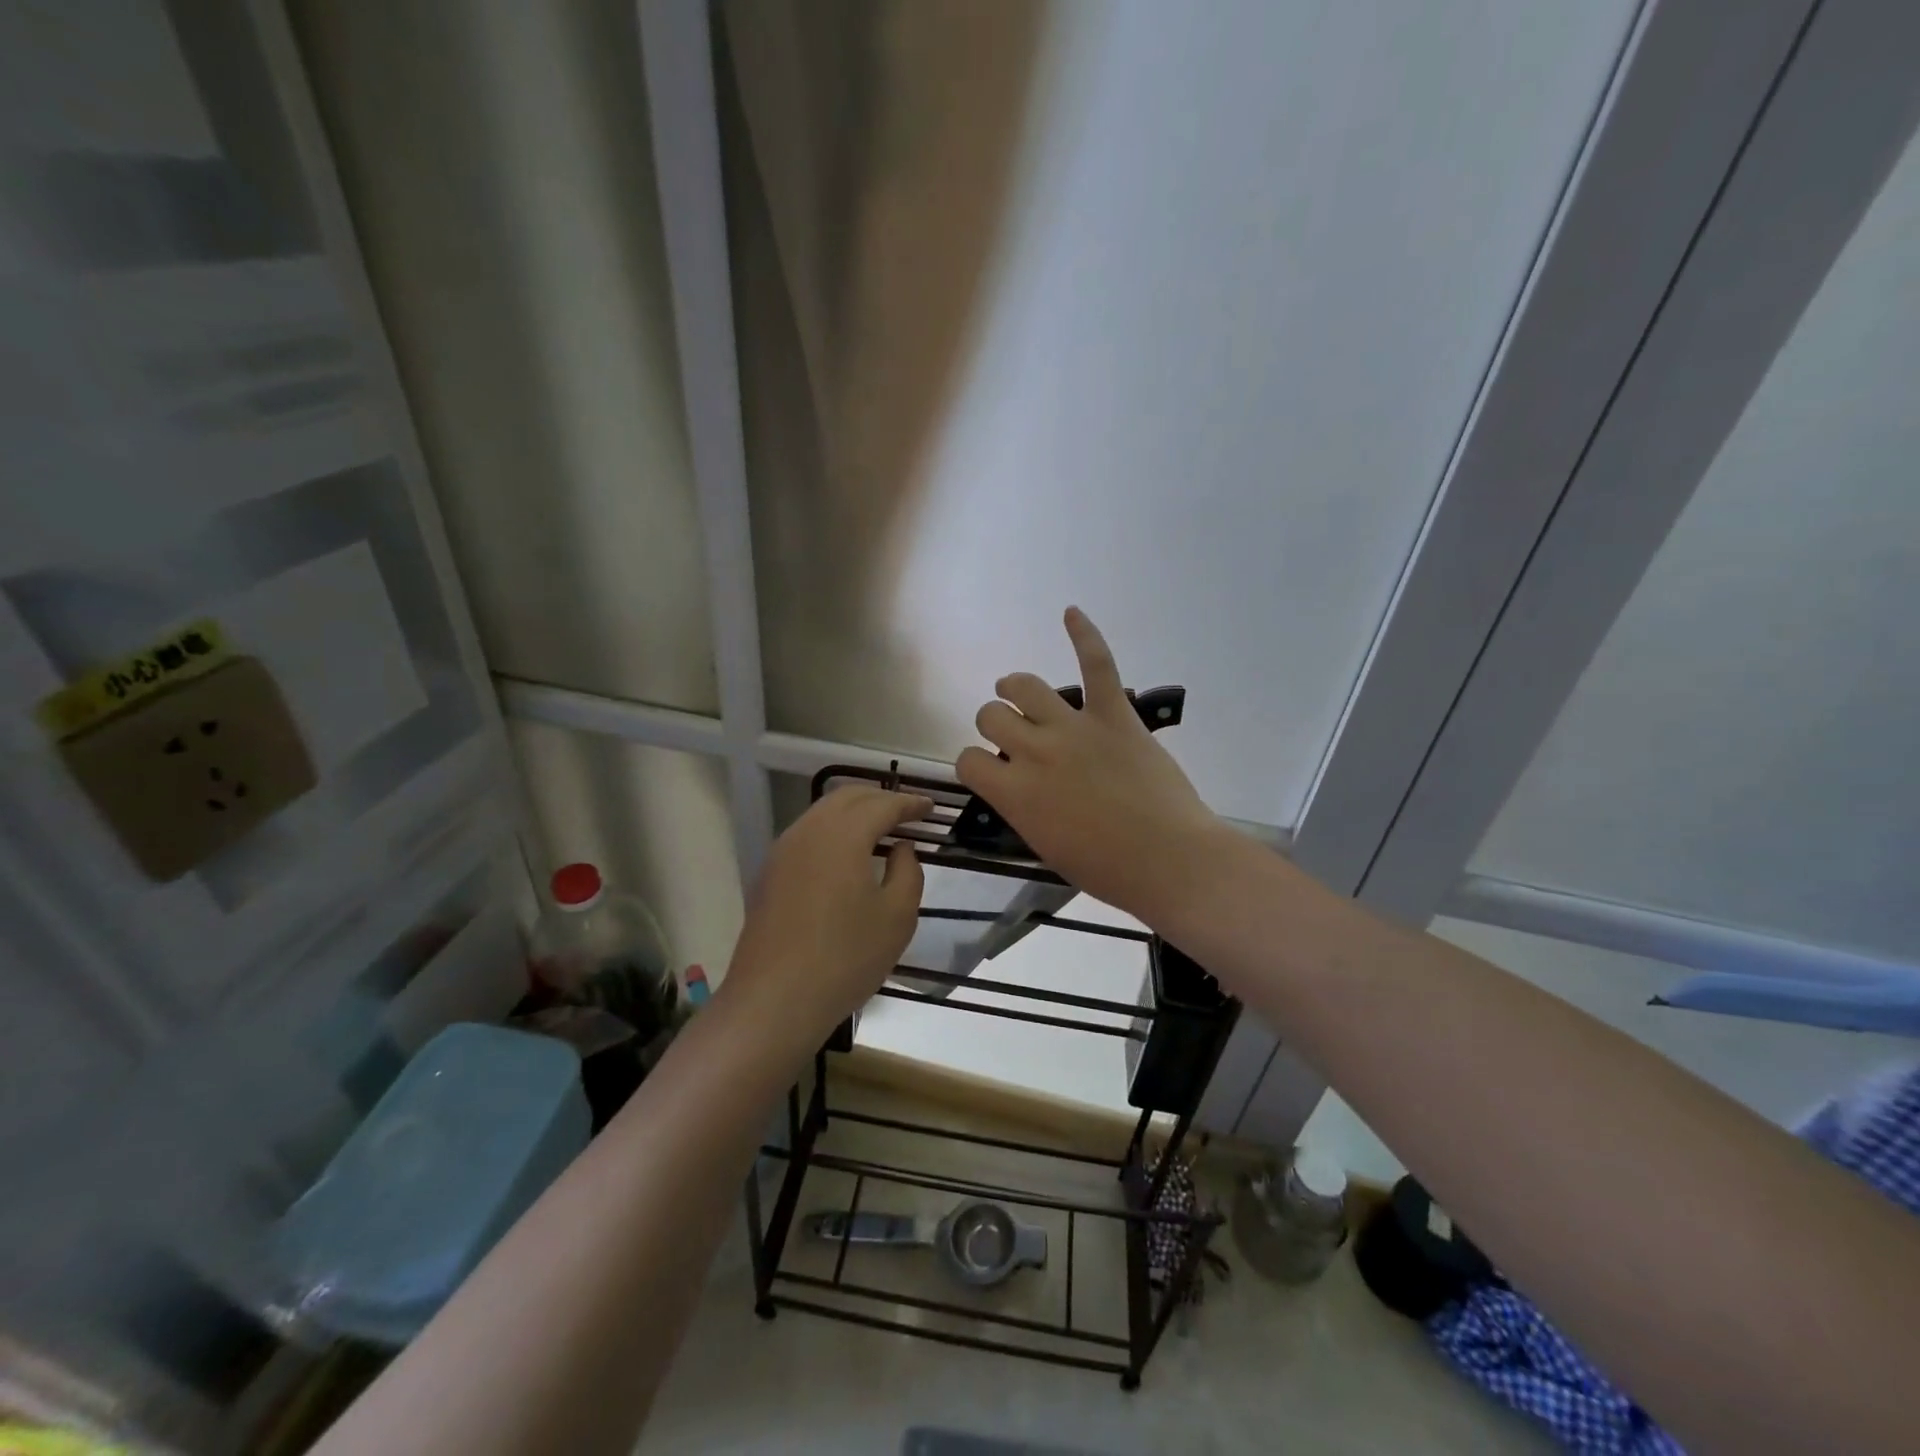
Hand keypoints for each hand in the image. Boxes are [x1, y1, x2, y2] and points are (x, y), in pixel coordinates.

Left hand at [719, 785, 930, 1046]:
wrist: (774, 1000)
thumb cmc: (845, 958)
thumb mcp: (897, 917)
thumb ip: (908, 871)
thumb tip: (900, 848)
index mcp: (843, 835)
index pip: (882, 804)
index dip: (910, 803)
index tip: (930, 808)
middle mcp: (809, 831)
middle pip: (848, 797)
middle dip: (881, 798)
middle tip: (908, 813)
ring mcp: (783, 850)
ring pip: (823, 812)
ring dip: (855, 812)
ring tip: (881, 829)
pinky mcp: (770, 873)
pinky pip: (808, 833)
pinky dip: (834, 830)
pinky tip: (847, 854)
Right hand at [956, 608, 1223, 922]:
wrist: (1169, 860)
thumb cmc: (1107, 869)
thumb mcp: (1045, 845)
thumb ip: (1022, 807)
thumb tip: (1017, 785)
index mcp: (1014, 792)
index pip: (968, 759)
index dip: (975, 763)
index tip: (991, 771)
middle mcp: (1035, 751)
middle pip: (991, 715)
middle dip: (995, 724)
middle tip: (1012, 736)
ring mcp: (1075, 727)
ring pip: (1026, 686)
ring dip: (1015, 687)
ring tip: (1016, 689)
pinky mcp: (1115, 714)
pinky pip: (1097, 665)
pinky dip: (1084, 635)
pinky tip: (1071, 613)